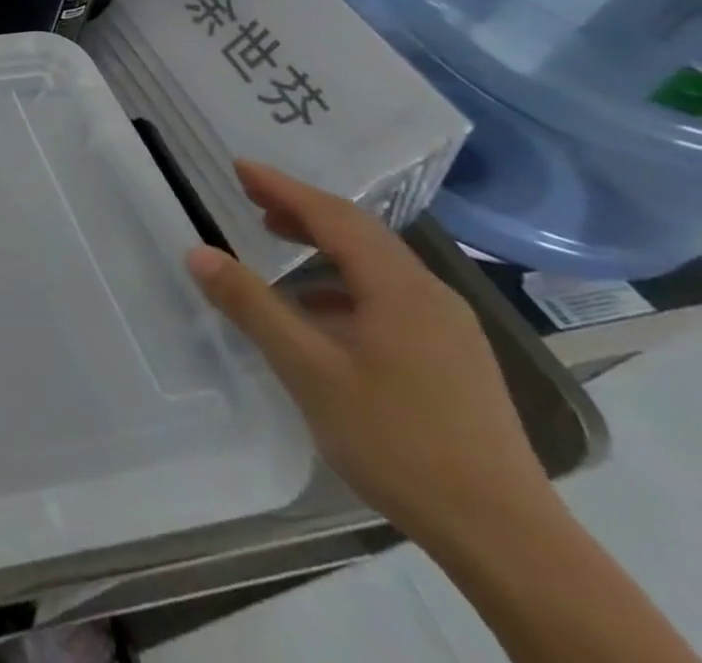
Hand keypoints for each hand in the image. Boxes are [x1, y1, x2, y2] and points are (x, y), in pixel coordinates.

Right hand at [186, 160, 550, 550]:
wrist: (507, 539)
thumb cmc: (398, 440)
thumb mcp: (309, 370)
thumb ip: (251, 305)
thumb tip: (198, 252)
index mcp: (400, 289)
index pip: (334, 217)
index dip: (283, 188)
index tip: (238, 167)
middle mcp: (430, 297)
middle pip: (360, 234)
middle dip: (302, 210)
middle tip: (250, 198)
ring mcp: (448, 330)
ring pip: (376, 266)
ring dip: (323, 246)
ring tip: (276, 244)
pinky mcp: (452, 360)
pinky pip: (388, 297)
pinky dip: (343, 284)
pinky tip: (317, 312)